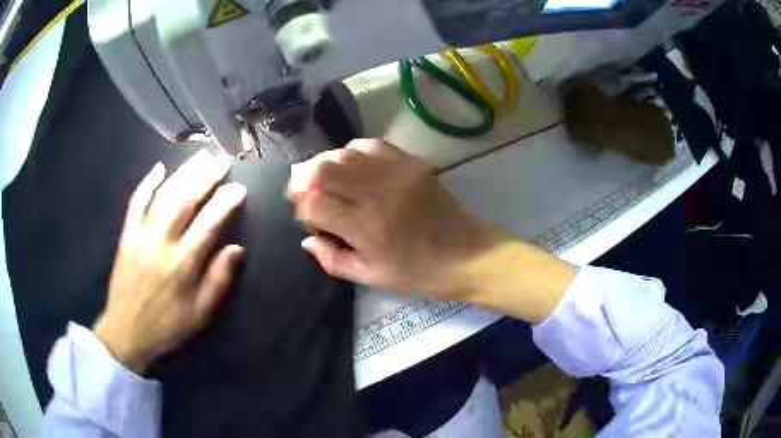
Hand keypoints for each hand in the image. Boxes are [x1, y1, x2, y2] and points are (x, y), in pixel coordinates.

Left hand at [94, 151, 246, 373]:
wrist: (126, 331)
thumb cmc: (167, 326)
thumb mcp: (200, 314)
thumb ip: (218, 280)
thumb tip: (237, 249)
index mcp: (182, 265)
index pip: (208, 223)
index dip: (225, 202)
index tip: (239, 187)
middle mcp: (161, 243)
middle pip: (185, 200)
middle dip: (205, 177)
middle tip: (221, 161)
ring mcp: (141, 235)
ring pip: (163, 195)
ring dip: (183, 173)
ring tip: (200, 157)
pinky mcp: (127, 235)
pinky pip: (135, 203)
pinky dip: (147, 183)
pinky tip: (158, 168)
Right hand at [287, 139, 499, 299]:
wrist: (468, 254)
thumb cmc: (418, 272)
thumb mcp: (370, 276)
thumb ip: (332, 259)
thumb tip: (307, 241)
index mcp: (366, 227)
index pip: (313, 203)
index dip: (303, 210)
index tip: (311, 221)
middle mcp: (377, 192)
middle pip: (321, 170)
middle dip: (303, 182)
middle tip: (305, 195)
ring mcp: (395, 172)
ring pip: (342, 153)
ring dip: (325, 166)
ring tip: (327, 182)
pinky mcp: (410, 162)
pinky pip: (369, 144)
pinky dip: (352, 154)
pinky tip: (354, 170)